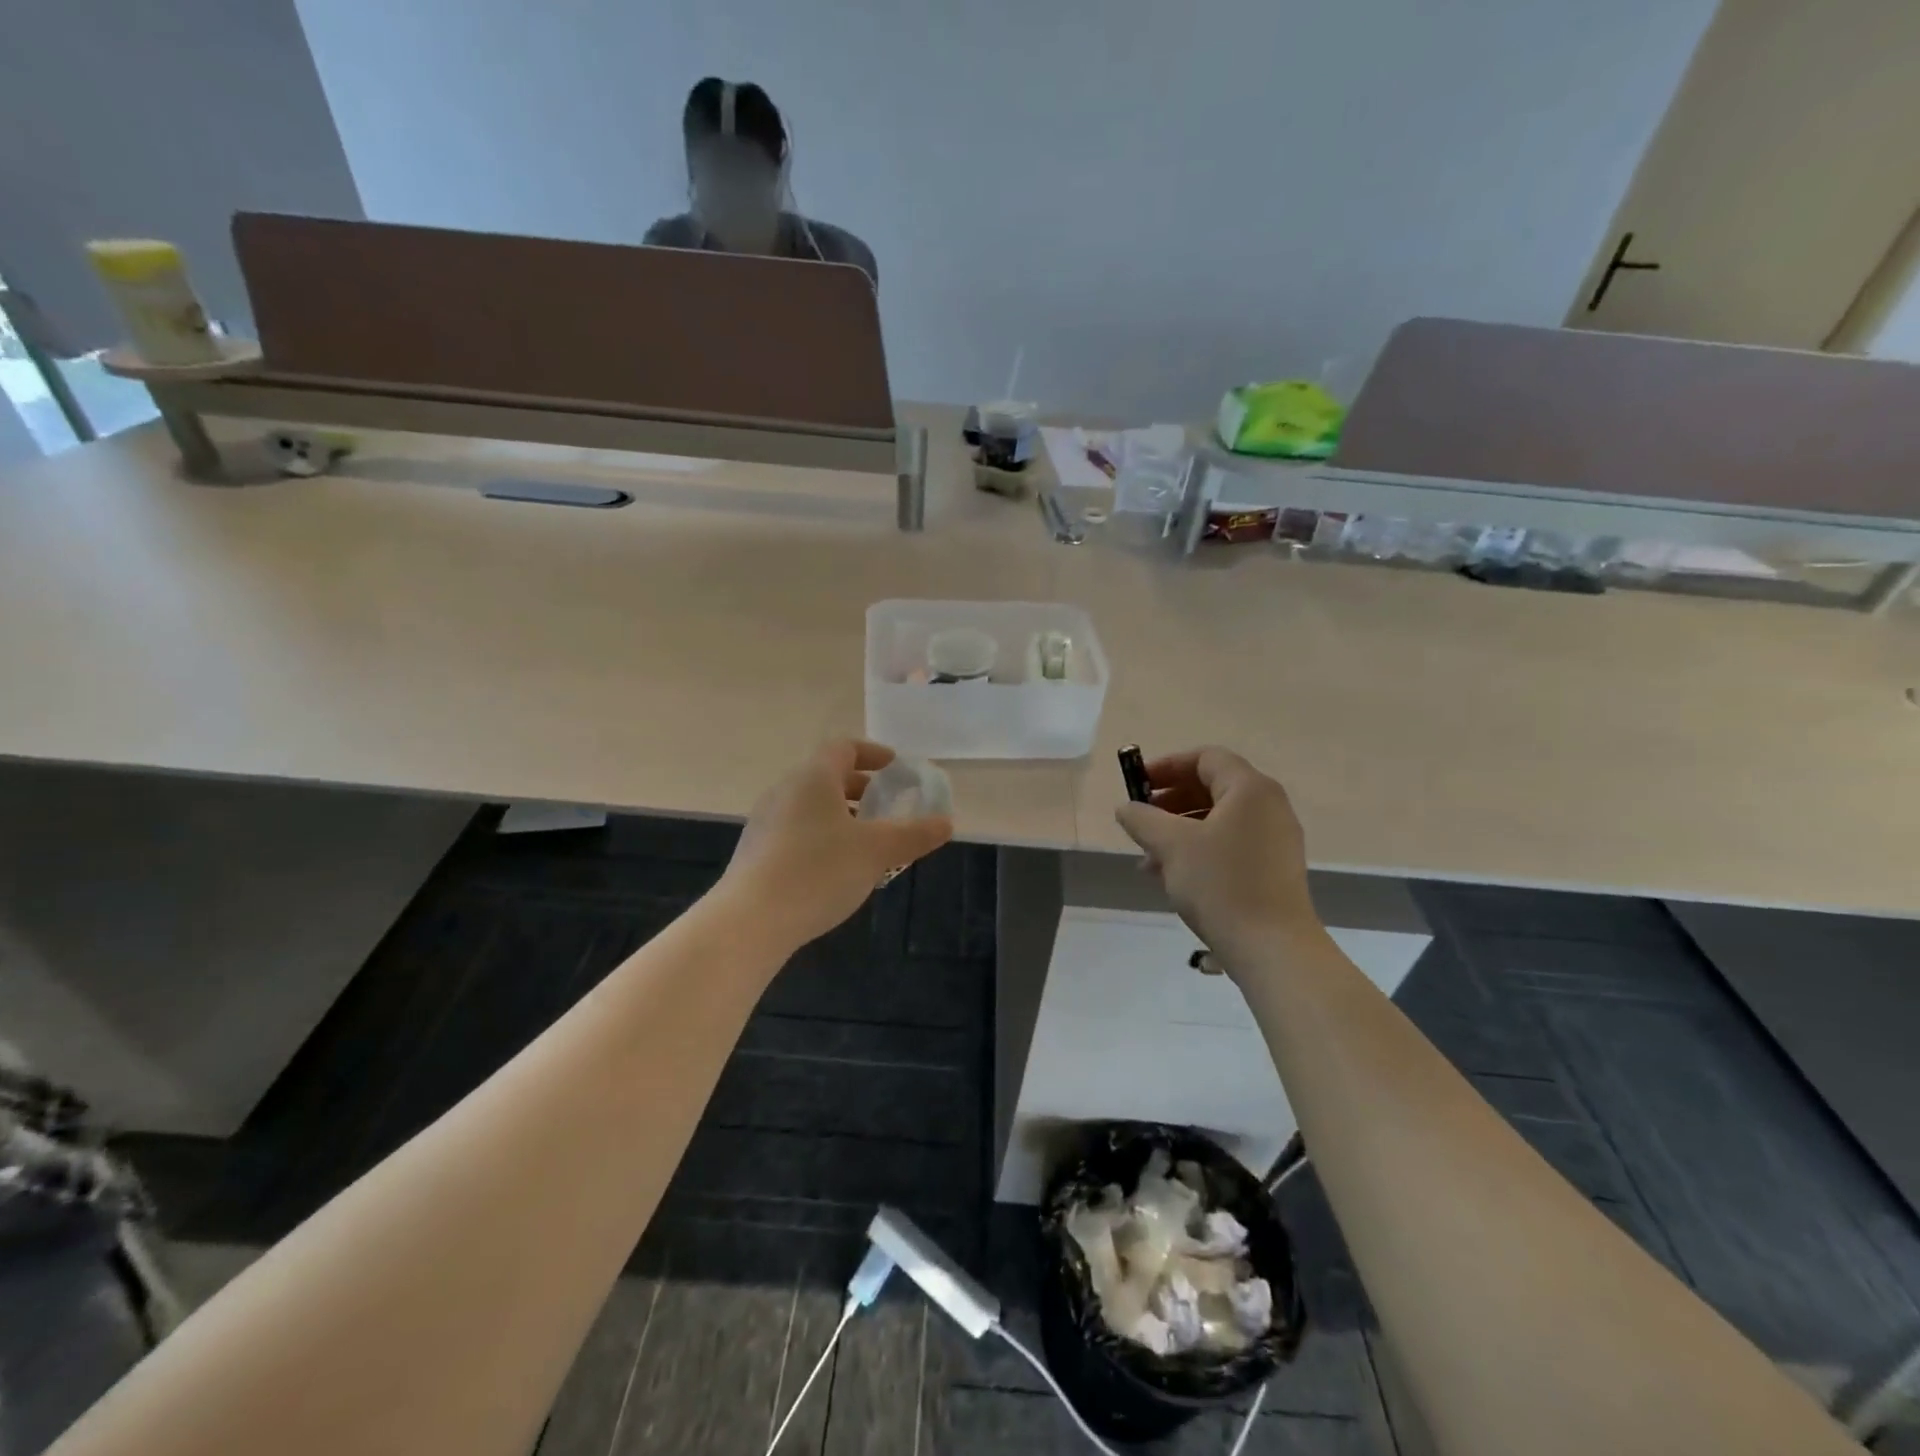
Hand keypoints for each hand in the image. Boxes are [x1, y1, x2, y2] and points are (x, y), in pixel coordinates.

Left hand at [720, 739, 952, 950]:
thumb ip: (914, 834)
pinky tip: (836, 868)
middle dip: (860, 788)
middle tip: (885, 806)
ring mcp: (766, 821)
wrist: (750, 920)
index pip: (843, 748)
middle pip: (826, 776)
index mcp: (813, 778)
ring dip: (841, 814)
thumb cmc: (819, 871)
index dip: (872, 753)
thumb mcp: (876, 851)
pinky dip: (822, 835)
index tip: (894, 768)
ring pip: (811, 805)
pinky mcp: (756, 851)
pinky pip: (797, 829)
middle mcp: (785, 791)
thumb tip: (946, 823)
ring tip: (866, 841)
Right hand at [1114, 746, 1322, 959]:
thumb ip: (1142, 818)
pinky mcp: (1274, 869)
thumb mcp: (1171, 845)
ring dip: (1179, 830)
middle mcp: (1269, 806)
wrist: (1273, 948)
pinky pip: (1230, 844)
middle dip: (1170, 801)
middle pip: (1212, 787)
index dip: (1167, 765)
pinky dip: (1200, 850)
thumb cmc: (1221, 884)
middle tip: (1140, 821)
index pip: (1205, 758)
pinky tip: (1172, 877)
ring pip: (1218, 820)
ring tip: (1149, 858)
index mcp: (1250, 789)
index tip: (1137, 785)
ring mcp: (1275, 839)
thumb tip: (1126, 808)